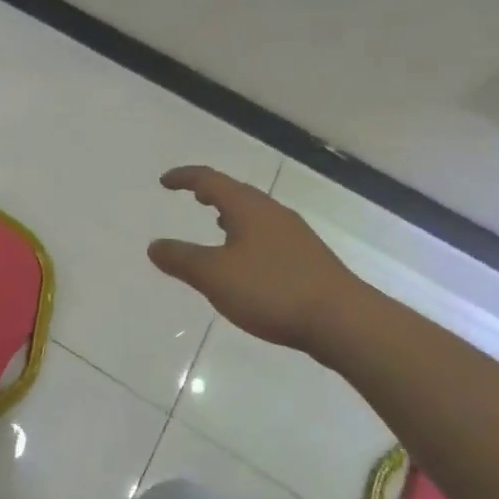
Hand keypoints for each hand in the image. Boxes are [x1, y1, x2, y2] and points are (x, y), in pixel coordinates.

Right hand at [148, 166, 367, 354]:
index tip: (165, 181)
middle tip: (192, 196)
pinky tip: (248, 259)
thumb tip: (154, 246)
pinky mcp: (309, 259)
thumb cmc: (272, 290)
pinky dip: (248, 234)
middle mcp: (272, 212)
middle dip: (211, 192)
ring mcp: (295, 235)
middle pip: (237, 192)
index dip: (185, 177)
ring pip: (256, 213)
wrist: (344, 321)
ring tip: (216, 223)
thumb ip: (181, 259)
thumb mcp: (215, 276)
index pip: (210, 179)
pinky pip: (269, 234)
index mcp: (248, 208)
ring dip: (232, 213)